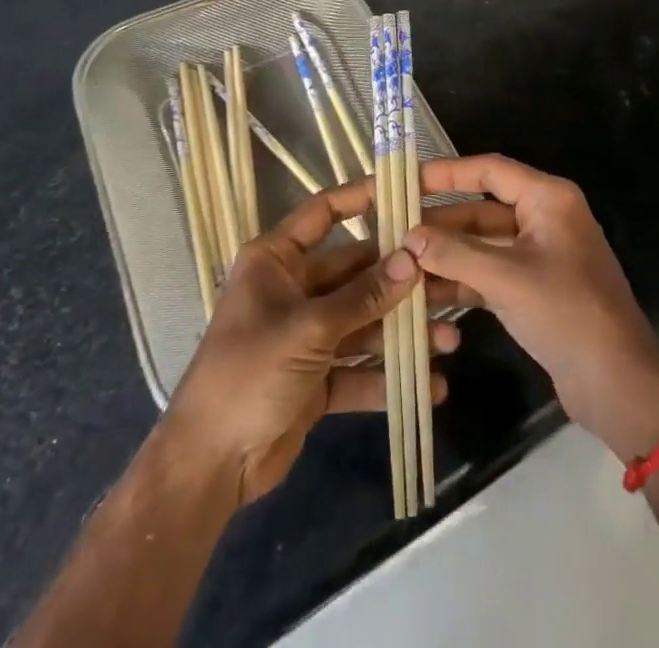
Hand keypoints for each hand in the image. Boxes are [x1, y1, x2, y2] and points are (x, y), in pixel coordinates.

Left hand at [162, 177, 457, 504]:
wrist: (208, 466)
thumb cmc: (249, 374)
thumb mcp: (309, 329)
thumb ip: (363, 296)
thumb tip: (412, 260)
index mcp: (276, 260)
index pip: (324, 213)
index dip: (362, 198)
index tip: (406, 193)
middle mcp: (293, 289)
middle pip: (355, 273)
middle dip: (400, 282)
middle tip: (449, 281)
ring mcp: (305, 336)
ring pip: (363, 322)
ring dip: (403, 332)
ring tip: (449, 340)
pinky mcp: (316, 378)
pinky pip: (359, 369)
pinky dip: (389, 378)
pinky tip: (430, 386)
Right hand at [405, 155, 658, 461]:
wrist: (618, 384)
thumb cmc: (566, 313)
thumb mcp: (506, 279)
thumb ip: (454, 254)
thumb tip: (407, 238)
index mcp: (547, 199)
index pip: (489, 170)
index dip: (447, 172)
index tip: (407, 179)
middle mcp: (543, 218)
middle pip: (481, 209)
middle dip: (440, 223)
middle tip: (393, 229)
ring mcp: (539, 255)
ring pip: (482, 244)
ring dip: (446, 254)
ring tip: (399, 262)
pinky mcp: (534, 289)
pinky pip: (490, 273)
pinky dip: (461, 280)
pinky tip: (424, 292)